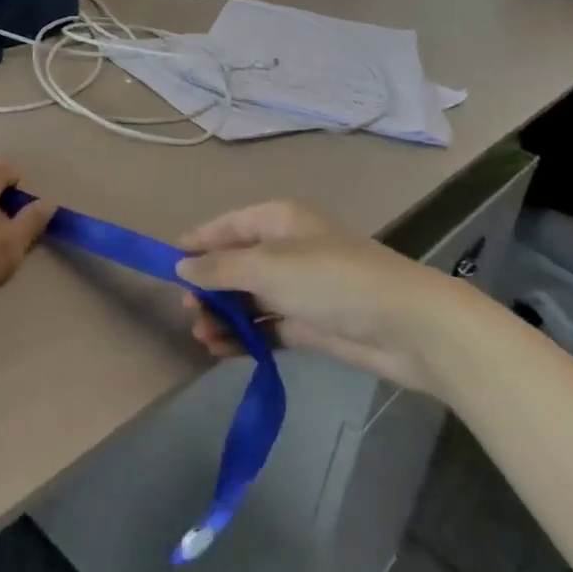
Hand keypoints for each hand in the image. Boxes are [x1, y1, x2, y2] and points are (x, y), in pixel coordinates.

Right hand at [175, 200, 474, 394]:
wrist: (406, 326)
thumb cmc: (331, 280)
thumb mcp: (268, 267)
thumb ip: (220, 268)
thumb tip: (182, 265)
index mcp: (277, 221)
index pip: (227, 226)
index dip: (198, 243)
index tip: (166, 266)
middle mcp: (286, 249)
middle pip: (235, 264)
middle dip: (209, 287)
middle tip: (189, 313)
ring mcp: (298, 288)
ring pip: (248, 298)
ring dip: (223, 315)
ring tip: (202, 338)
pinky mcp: (309, 323)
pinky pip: (265, 325)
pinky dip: (244, 336)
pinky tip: (221, 351)